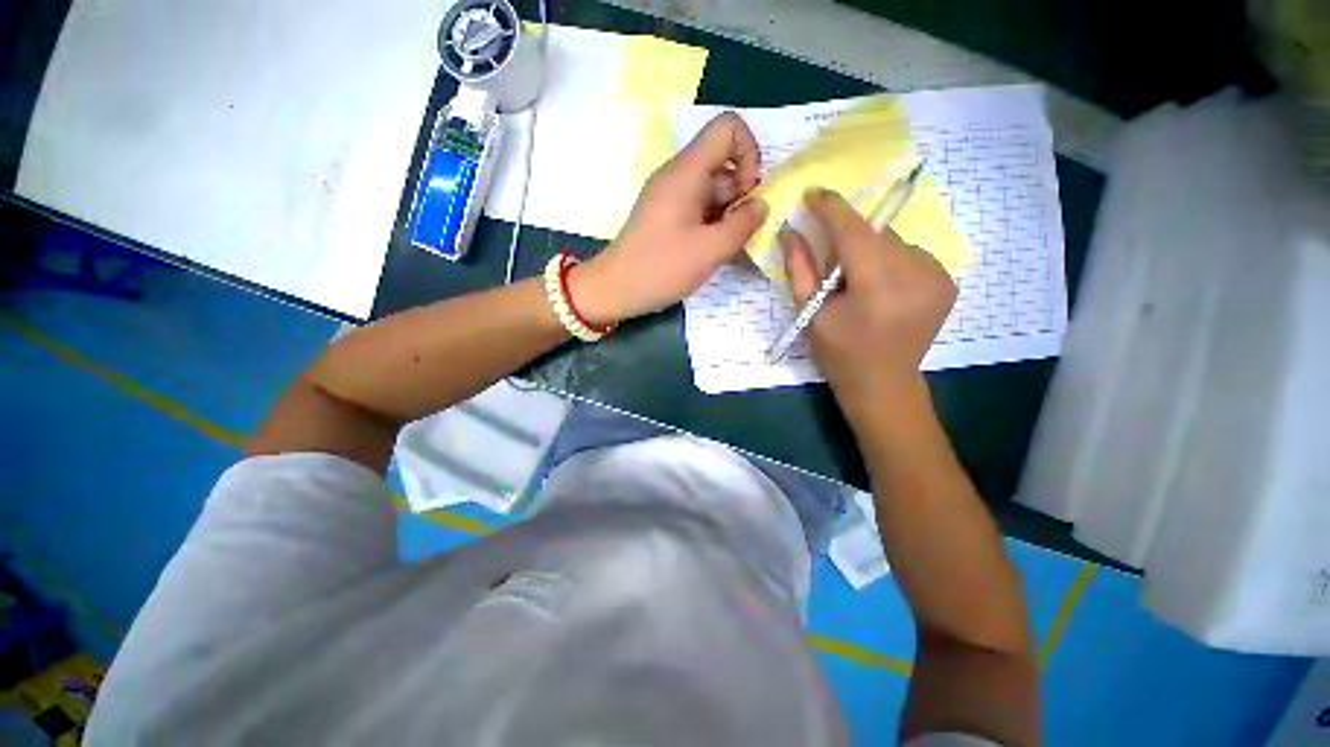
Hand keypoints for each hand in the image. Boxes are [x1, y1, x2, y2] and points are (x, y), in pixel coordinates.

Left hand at [570, 112, 768, 323]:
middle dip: (741, 194)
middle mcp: (678, 176)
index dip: (749, 153)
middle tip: (738, 233)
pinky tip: (714, 251)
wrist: (615, 289)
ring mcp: (670, 196)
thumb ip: (743, 224)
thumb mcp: (711, 250)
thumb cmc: (661, 267)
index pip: (728, 128)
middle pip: (723, 164)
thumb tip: (761, 205)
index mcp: (686, 171)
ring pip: (713, 190)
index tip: (748, 193)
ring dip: (728, 214)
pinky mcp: (666, 216)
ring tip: (726, 248)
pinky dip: (713, 224)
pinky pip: (699, 208)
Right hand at [782, 188, 956, 405]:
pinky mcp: (948, 281)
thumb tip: (789, 230)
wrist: (883, 384)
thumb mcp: (810, 313)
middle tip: (833, 266)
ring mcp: (938, 276)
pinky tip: (882, 287)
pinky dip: (891, 261)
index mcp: (876, 286)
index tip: (813, 194)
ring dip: (871, 251)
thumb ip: (799, 268)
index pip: (852, 231)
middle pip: (874, 235)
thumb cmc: (839, 353)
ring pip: (893, 242)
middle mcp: (915, 274)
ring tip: (858, 282)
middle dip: (849, 240)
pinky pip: (910, 254)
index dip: (831, 208)